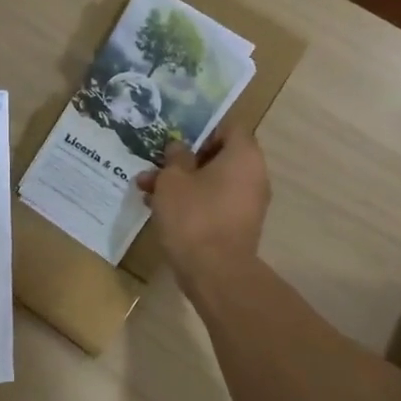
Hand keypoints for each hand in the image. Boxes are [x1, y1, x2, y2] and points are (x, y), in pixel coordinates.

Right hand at [136, 125, 269, 290]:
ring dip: (182, 183)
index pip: (228, 127)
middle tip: (155, 166)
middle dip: (183, 161)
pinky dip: (192, 202)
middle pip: (218, 157)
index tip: (176, 140)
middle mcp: (253, 175)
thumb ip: (175, 157)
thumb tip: (179, 147)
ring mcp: (248, 203)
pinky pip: (214, 203)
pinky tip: (161, 211)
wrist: (215, 272)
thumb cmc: (193, 216)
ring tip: (147, 191)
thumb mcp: (173, 180)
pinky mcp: (238, 226)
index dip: (201, 130)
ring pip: (212, 182)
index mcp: (243, 156)